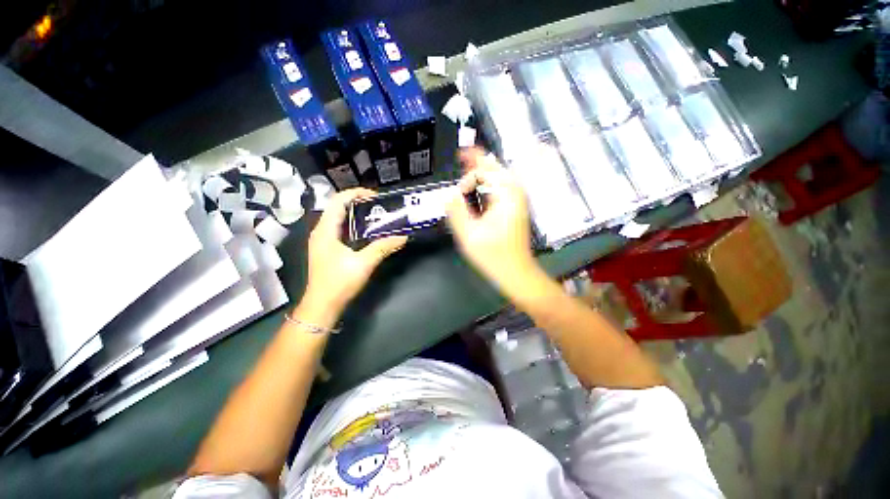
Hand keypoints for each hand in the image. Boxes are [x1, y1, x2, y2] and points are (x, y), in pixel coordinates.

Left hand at [302, 188, 406, 312]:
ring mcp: (322, 240)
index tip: (376, 197)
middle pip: (337, 206)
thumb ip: (383, 247)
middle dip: (358, 201)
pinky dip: (353, 224)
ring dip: (355, 212)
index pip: (338, 200)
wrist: (322, 306)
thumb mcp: (363, 263)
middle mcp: (321, 231)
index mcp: (325, 230)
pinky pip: (339, 228)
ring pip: (338, 217)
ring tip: (375, 215)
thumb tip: (403, 237)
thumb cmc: (339, 282)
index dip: (356, 193)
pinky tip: (366, 231)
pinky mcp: (326, 248)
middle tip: (379, 205)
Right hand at [446, 148, 536, 288]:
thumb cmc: (494, 255)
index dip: (471, 163)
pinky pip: (500, 190)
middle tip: (460, 164)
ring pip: (498, 178)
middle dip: (476, 166)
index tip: (459, 156)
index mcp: (506, 195)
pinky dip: (486, 187)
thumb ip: (456, 211)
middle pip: (494, 169)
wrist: (517, 272)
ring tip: (465, 178)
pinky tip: (476, 192)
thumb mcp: (469, 234)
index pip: (486, 169)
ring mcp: (517, 201)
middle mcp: (515, 193)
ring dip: (481, 176)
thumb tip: (447, 193)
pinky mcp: (515, 209)